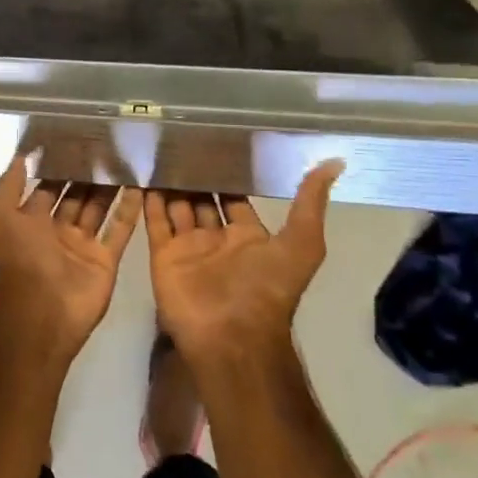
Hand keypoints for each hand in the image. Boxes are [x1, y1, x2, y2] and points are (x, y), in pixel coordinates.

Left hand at [0, 157, 140, 364]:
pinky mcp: (105, 259)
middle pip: (74, 195)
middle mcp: (55, 230)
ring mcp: (82, 245)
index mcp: (29, 220)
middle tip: (108, 144)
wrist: (44, 309)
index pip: (46, 186)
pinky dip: (129, 210)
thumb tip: (22, 155)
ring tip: (126, 157)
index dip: (58, 165)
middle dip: (87, 173)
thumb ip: (9, 184)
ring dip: (109, 186)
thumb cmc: (20, 256)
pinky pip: (119, 230)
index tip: (76, 139)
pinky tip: (140, 185)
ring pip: (98, 208)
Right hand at [146, 162, 342, 367]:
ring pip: (176, 207)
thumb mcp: (302, 244)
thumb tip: (335, 163)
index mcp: (249, 237)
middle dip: (194, 176)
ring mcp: (188, 248)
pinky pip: (154, 222)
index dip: (227, 174)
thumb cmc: (267, 289)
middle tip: (182, 141)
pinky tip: (142, 173)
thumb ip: (309, 204)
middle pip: (202, 201)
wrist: (231, 336)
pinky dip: (148, 200)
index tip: (216, 143)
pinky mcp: (163, 256)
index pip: (235, 198)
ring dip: (170, 183)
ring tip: (159, 149)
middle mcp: (217, 240)